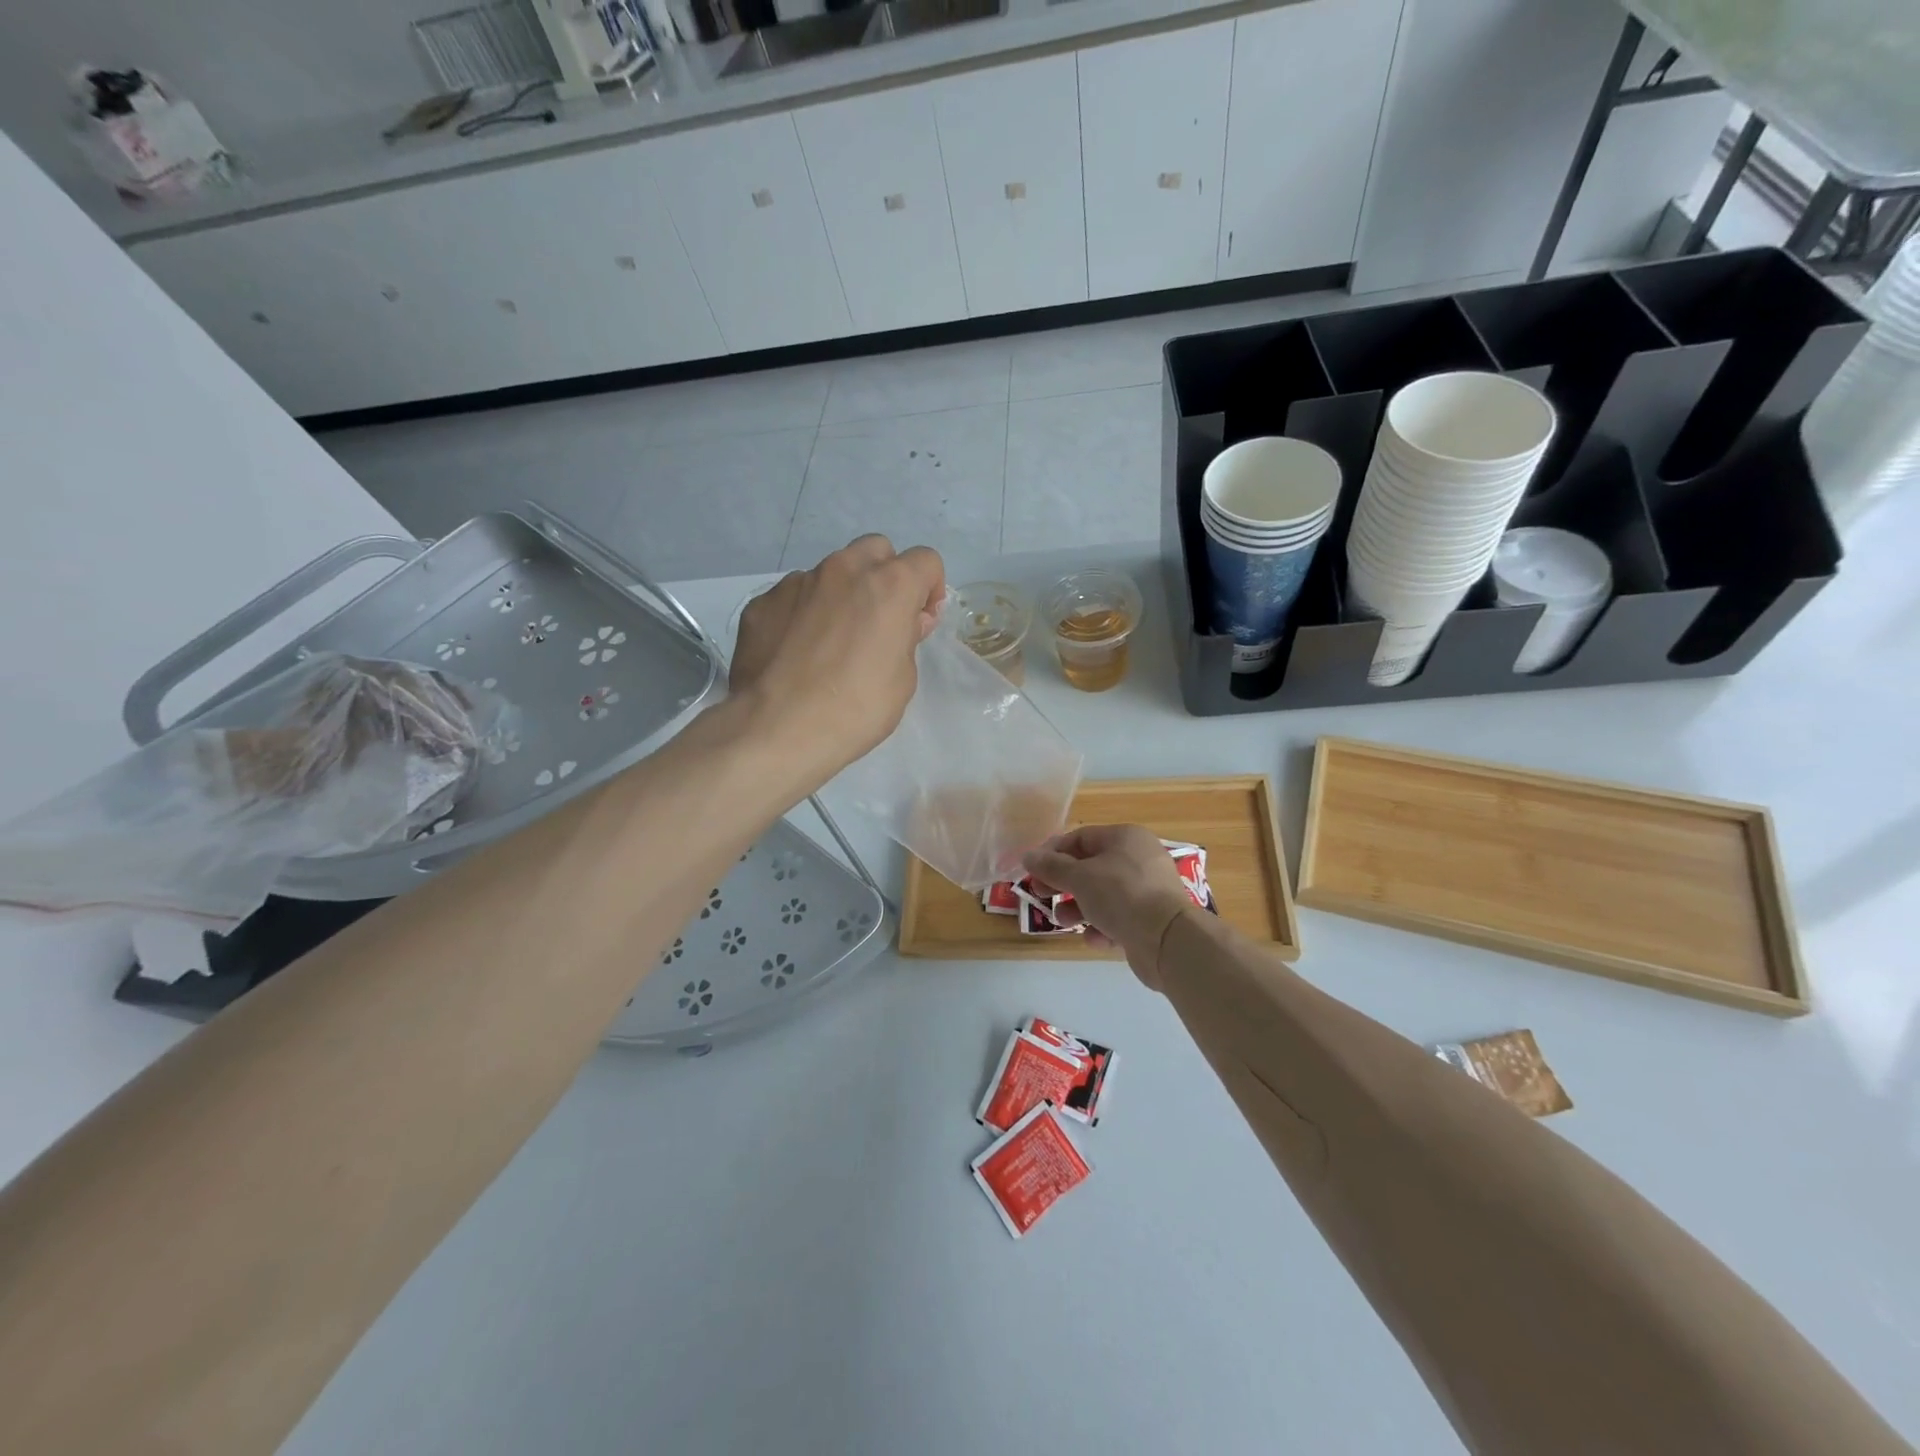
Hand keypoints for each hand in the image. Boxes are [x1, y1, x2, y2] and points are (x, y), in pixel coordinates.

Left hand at [730, 536, 944, 790]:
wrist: (778, 727)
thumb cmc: (856, 708)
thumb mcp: (903, 679)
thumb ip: (907, 638)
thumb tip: (905, 621)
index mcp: (888, 584)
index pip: (926, 560)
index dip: (929, 589)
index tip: (920, 621)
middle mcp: (843, 569)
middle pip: (876, 550)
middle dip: (884, 577)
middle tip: (878, 621)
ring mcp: (797, 582)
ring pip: (830, 573)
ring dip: (840, 595)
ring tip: (831, 642)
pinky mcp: (762, 602)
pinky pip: (793, 598)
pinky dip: (802, 615)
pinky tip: (796, 654)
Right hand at [1024, 824, 1195, 990]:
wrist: (1168, 939)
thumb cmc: (1121, 895)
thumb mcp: (1079, 877)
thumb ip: (1051, 866)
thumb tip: (1028, 856)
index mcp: (1125, 838)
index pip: (1081, 837)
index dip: (1053, 852)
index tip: (1033, 871)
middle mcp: (1139, 859)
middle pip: (1091, 867)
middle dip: (1064, 883)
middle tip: (1042, 895)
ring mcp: (1148, 890)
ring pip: (1103, 895)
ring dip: (1079, 908)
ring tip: (1064, 922)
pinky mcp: (1151, 919)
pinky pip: (1119, 918)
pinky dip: (1103, 927)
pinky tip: (1094, 938)